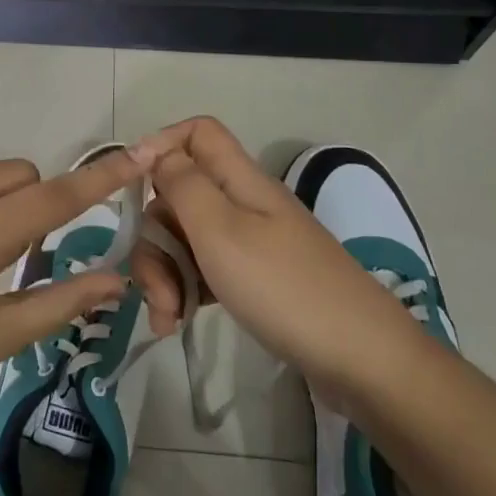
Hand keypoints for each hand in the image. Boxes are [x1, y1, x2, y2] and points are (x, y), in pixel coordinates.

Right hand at [130, 118, 421, 397]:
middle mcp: (243, 203)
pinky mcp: (254, 279)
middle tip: (155, 288)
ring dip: (164, 273)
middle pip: (179, 194)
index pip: (197, 133)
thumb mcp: (220, 229)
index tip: (132, 187)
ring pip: (186, 236)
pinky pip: (204, 269)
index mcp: (239, 180)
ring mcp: (251, 243)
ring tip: (167, 318)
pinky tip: (178, 322)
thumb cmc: (284, 288)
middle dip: (154, 237)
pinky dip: (184, 291)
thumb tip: (152, 148)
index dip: (161, 146)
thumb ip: (182, 183)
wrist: (363, 361)